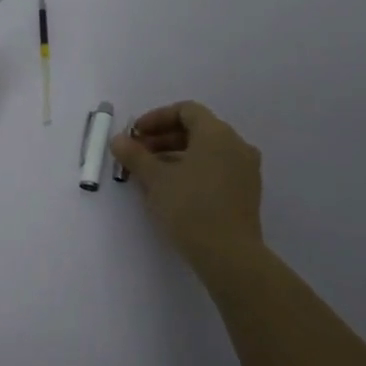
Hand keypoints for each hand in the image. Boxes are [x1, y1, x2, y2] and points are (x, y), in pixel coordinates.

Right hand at [111, 101, 263, 265]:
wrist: (229, 255)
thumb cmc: (189, 207)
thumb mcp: (155, 179)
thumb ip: (135, 155)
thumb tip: (118, 139)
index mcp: (217, 134)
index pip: (186, 111)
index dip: (157, 118)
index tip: (136, 135)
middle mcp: (237, 145)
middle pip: (197, 130)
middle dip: (164, 139)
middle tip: (138, 154)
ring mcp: (246, 170)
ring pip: (207, 152)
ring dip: (176, 156)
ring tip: (151, 175)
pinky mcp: (247, 193)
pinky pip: (217, 170)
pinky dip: (194, 170)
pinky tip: (173, 190)